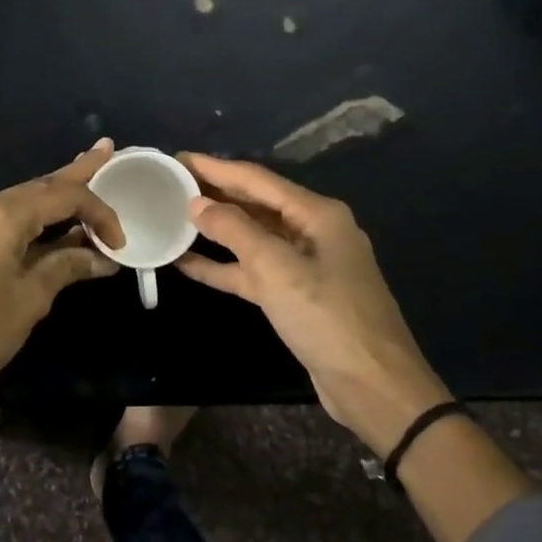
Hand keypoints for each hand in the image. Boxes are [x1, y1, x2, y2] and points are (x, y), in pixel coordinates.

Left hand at [0, 139, 124, 401]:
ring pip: (20, 202)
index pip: (61, 196)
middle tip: (106, 150)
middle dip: (76, 175)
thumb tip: (103, 258)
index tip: (120, 241)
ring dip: (55, 199)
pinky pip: (3, 219)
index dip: (97, 212)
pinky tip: (55, 217)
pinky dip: (32, 219)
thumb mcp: (31, 298)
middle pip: (38, 187)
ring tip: (89, 174)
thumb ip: (68, 266)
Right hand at [174, 152, 448, 451]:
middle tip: (170, 182)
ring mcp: (304, 265)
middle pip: (256, 204)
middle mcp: (312, 231)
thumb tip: (197, 203)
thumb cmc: (327, 317)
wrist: (372, 384)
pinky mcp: (295, 296)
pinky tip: (187, 262)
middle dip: (215, 193)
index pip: (257, 179)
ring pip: (252, 238)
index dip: (216, 167)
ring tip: (173, 216)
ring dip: (215, 230)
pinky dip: (223, 266)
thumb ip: (234, 231)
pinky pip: (253, 271)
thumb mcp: (277, 268)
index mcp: (317, 214)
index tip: (178, 158)